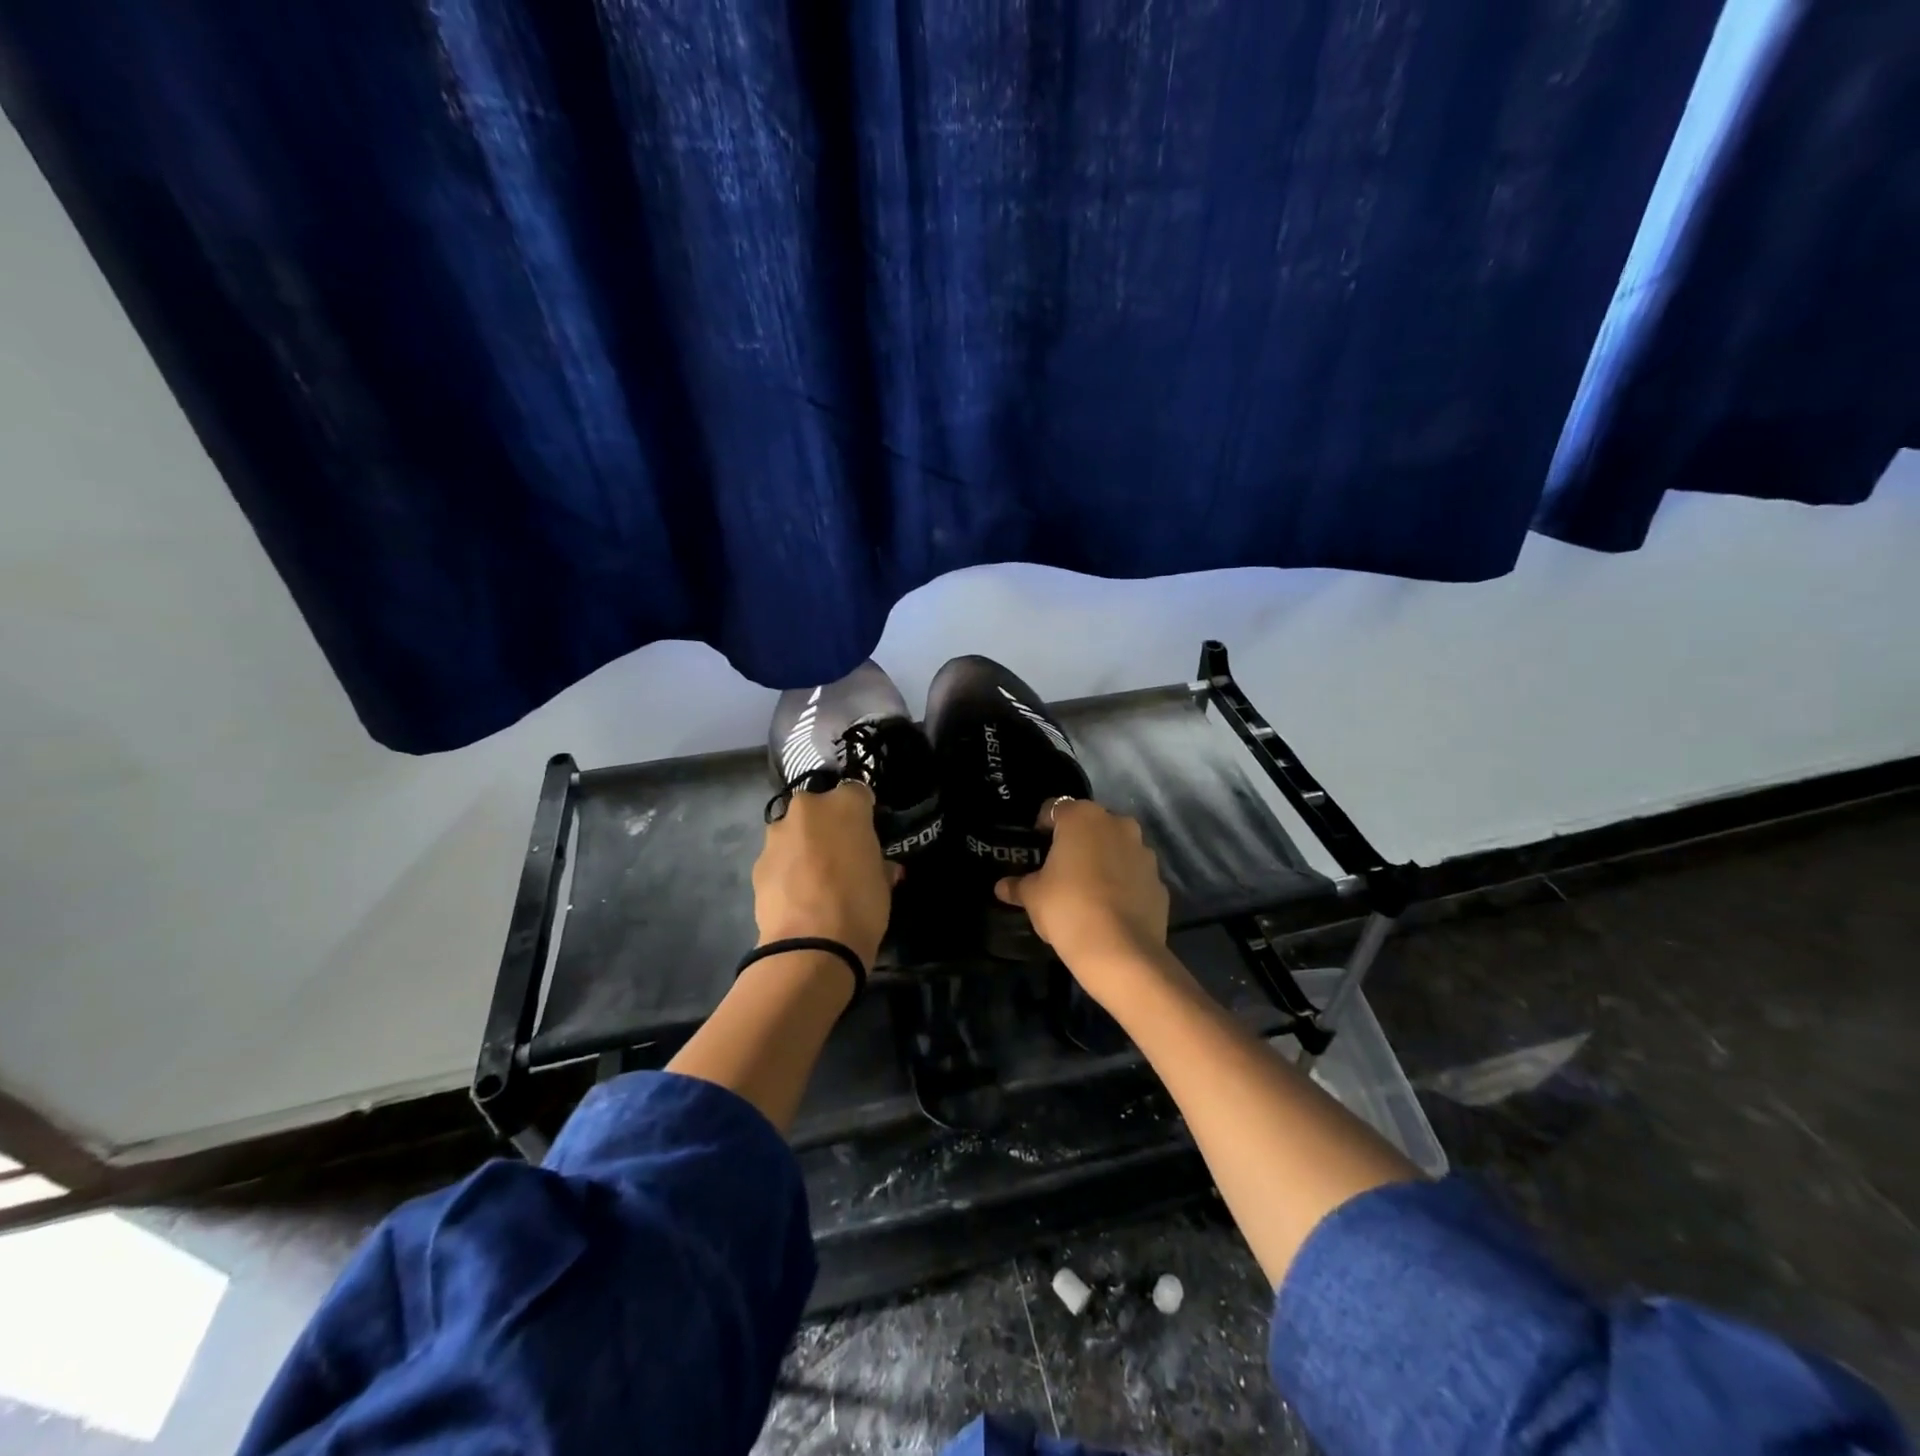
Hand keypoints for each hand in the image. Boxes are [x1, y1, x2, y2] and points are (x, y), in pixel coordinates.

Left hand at [753, 781, 900, 967]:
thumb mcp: (883, 882)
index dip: (863, 811)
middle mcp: (808, 808)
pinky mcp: (758, 861)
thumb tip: (881, 867)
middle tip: (840, 853)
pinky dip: (786, 867)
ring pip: (794, 830)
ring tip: (814, 877)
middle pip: (819, 806)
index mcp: (845, 804)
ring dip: (803, 844)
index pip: (858, 792)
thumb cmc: (860, 905)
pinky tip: (796, 893)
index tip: (867, 832)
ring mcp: (778, 833)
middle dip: (828, 823)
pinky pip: (778, 856)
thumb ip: (879, 863)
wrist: (811, 945)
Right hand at [995, 801, 1169, 988]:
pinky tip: (1109, 907)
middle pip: (1091, 824)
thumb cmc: (1068, 908)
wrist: (1120, 951)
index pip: (1056, 808)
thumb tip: (1002, 887)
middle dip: (1077, 840)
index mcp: (1082, 817)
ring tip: (1087, 888)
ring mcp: (1143, 852)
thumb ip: (1018, 885)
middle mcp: (1117, 824)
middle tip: (1060, 867)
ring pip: (1117, 847)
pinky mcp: (1159, 881)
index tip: (1036, 845)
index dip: (1043, 825)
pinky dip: (1123, 883)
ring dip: (1103, 859)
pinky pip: (1134, 874)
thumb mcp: (1033, 896)